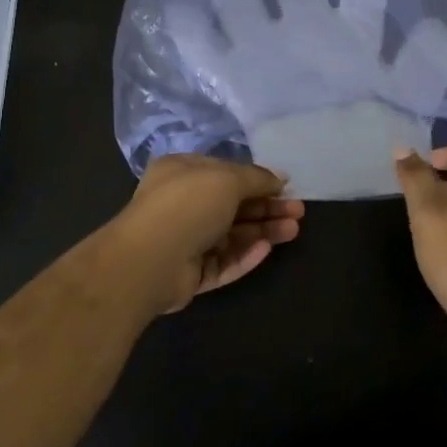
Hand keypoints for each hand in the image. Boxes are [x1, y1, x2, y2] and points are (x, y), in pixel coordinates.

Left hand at [109, 154, 304, 313]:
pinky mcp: (189, 273)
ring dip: (262, 231)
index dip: (257, 180)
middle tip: (298, 212)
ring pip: (231, 235)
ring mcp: (185, 240)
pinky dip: (244, 255)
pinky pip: (222, 262)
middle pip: (233, 205)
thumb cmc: (187, 205)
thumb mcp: (227, 179)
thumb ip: (256, 178)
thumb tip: (280, 178)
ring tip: (293, 230)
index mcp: (183, 173)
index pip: (226, 173)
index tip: (286, 187)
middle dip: (266, 207)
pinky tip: (266, 249)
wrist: (149, 260)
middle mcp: (182, 204)